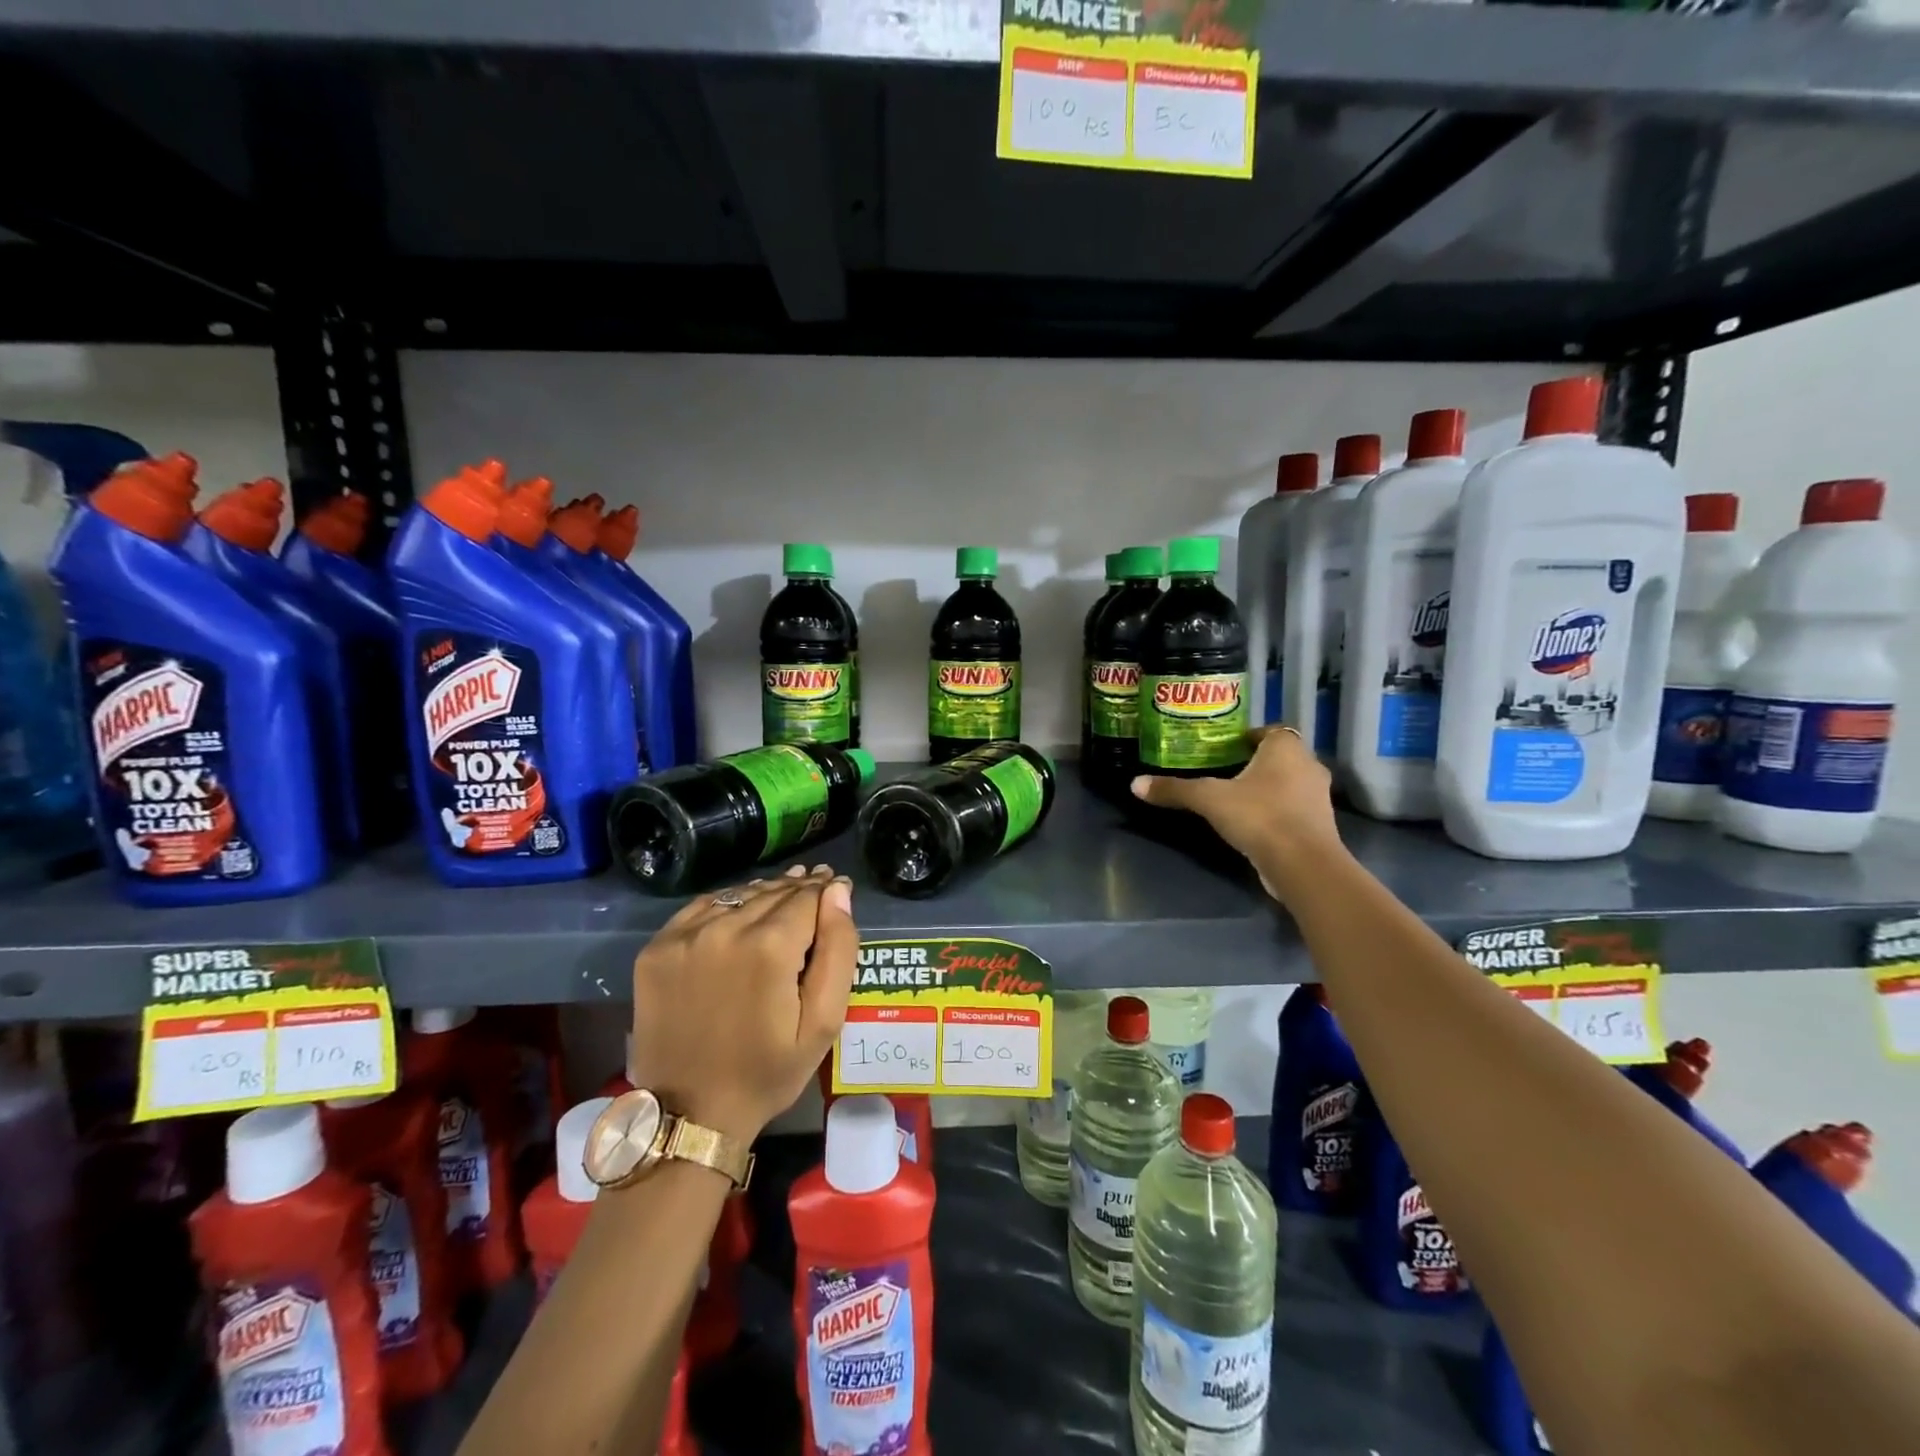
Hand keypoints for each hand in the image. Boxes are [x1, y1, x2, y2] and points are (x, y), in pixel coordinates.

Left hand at [629, 864, 856, 1141]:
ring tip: (783, 895)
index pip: (807, 896)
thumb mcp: (823, 1022)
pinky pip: (702, 907)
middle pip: (772, 892)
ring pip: (739, 895)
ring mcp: (685, 936)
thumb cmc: (768, 1071)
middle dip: (798, 888)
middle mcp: (725, 928)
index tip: (836, 884)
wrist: (690, 1112)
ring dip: (764, 894)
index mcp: (771, 947)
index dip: (825, 889)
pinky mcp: (657, 948)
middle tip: (816, 885)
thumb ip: (838, 950)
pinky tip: (740, 912)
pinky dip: (727, 904)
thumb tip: (838, 892)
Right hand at [1131, 725, 1343, 899]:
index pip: (1269, 731)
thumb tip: (1135, 784)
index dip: (1247, 738)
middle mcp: (1309, 765)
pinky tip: (1252, 823)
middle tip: (1223, 772)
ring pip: (1289, 783)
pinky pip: (1293, 808)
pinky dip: (1276, 811)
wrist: (1303, 865)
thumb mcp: (1209, 799)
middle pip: (1279, 757)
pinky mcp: (1320, 826)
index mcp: (1286, 748)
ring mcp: (1319, 797)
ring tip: (1234, 799)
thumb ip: (1175, 789)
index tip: (1224, 749)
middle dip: (1254, 763)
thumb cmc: (1259, 816)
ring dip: (1267, 788)